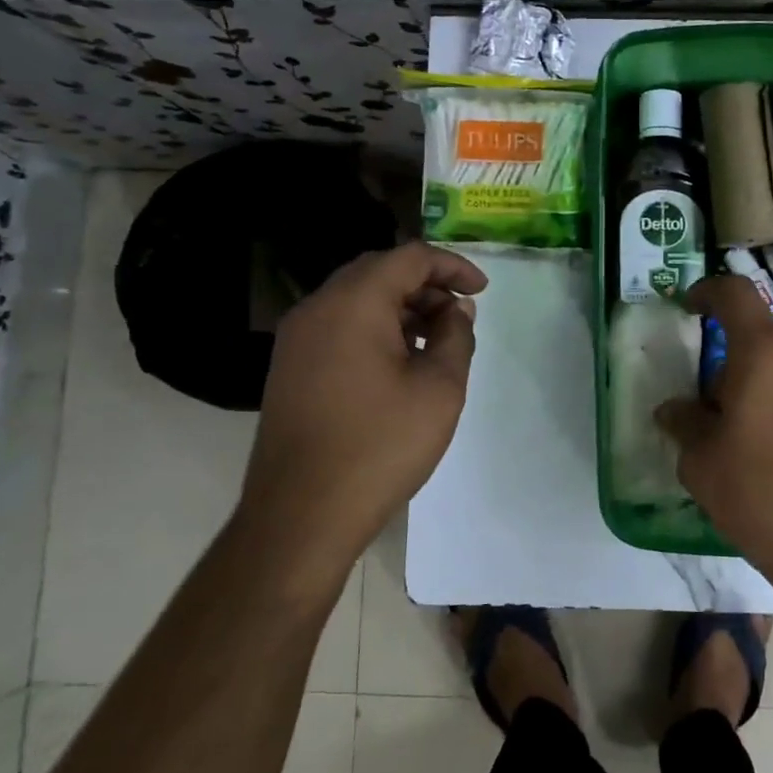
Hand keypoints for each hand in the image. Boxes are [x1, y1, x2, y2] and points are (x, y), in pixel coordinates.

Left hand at [240, 242, 486, 564]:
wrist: (301, 515)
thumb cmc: (379, 446)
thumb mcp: (439, 389)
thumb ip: (456, 337)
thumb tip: (456, 310)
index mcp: (354, 303)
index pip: (410, 257)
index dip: (452, 266)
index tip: (482, 291)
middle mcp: (318, 308)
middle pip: (379, 272)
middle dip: (426, 285)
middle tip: (460, 315)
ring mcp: (297, 338)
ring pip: (356, 299)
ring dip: (400, 308)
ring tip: (435, 341)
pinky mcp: (290, 367)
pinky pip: (338, 326)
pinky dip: (374, 329)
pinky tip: (399, 363)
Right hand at [655, 275, 772, 593]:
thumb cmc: (764, 498)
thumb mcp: (703, 465)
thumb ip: (685, 424)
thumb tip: (675, 410)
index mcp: (766, 354)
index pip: (735, 295)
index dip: (708, 293)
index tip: (691, 307)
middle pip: (764, 346)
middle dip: (736, 371)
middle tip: (719, 419)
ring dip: (769, 395)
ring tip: (758, 450)